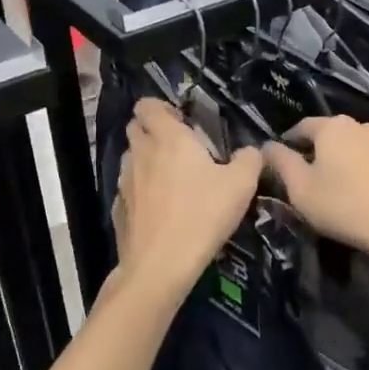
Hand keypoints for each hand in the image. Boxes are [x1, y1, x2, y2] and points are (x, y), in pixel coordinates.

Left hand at [112, 100, 262, 297]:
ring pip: (130, 157)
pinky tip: (158, 209)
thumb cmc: (202, 215)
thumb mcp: (241, 185)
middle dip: (152, 130)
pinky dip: (139, 190)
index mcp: (168, 138)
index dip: (161, 108)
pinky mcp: (118, 208)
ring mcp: (125, 181)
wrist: (161, 264)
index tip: (181, 121)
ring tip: (169, 179)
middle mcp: (141, 152)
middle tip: (178, 147)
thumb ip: (249, 159)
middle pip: (135, 127)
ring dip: (145, 159)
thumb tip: (250, 151)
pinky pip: (128, 188)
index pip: (147, 105)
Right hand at [263, 116, 368, 268]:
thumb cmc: (344, 206)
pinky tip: (360, 194)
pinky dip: (362, 172)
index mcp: (334, 127)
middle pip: (331, 134)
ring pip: (354, 147)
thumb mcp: (301, 189)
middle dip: (316, 151)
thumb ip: (281, 163)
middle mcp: (362, 126)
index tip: (281, 159)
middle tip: (306, 176)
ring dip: (342, 161)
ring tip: (334, 187)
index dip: (289, 141)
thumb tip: (267, 146)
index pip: (302, 126)